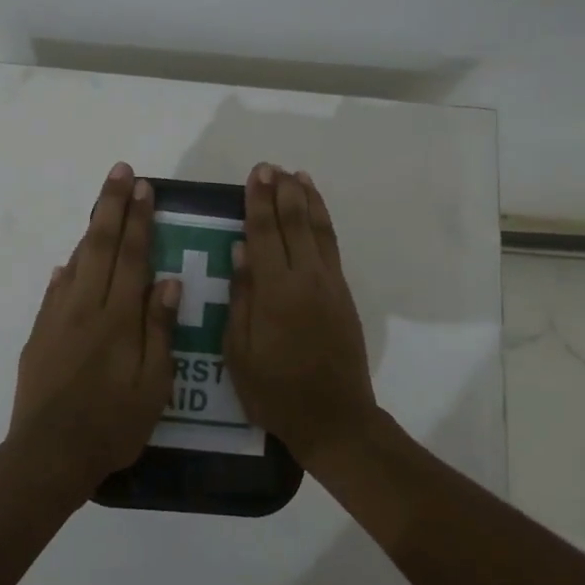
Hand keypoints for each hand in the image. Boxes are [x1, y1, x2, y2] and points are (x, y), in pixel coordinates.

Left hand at [9, 163, 180, 503]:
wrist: (48, 455)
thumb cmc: (112, 424)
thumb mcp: (152, 384)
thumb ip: (159, 330)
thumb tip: (167, 281)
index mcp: (117, 318)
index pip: (131, 256)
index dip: (138, 219)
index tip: (143, 187)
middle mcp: (85, 308)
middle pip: (100, 246)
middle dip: (111, 206)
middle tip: (119, 172)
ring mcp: (57, 320)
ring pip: (76, 263)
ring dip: (90, 230)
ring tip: (101, 205)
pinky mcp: (39, 337)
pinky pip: (55, 292)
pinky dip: (65, 271)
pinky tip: (68, 265)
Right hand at [225, 164, 381, 467]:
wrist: (335, 417)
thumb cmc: (275, 391)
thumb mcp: (240, 352)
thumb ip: (242, 297)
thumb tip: (240, 250)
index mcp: (275, 292)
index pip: (263, 234)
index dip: (258, 202)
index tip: (256, 174)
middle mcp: (306, 279)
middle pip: (293, 224)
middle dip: (282, 192)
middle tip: (271, 167)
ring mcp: (330, 284)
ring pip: (319, 230)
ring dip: (308, 200)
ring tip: (298, 176)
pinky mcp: (344, 295)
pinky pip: (332, 247)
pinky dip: (324, 223)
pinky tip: (316, 213)